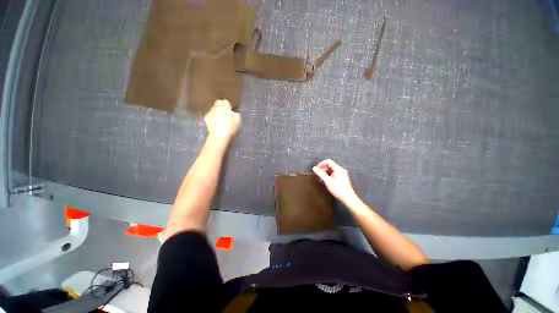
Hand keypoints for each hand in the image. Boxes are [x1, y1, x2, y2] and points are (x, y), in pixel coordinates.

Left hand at [204, 99, 240, 144]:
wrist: (219, 136)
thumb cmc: (230, 129)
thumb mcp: (237, 122)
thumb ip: (235, 115)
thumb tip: (232, 112)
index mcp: (226, 108)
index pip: (226, 101)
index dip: (228, 105)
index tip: (229, 109)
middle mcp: (217, 108)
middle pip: (218, 102)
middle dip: (221, 105)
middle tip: (224, 111)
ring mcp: (210, 112)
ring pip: (213, 107)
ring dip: (216, 110)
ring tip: (219, 117)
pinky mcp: (206, 117)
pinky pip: (210, 113)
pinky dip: (212, 115)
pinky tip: (214, 121)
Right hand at [313, 159, 357, 203]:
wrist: (348, 198)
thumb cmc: (338, 189)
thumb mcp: (327, 181)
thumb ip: (320, 173)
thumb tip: (314, 168)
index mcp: (338, 169)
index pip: (328, 161)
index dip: (321, 164)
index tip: (316, 169)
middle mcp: (341, 170)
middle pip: (330, 165)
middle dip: (323, 169)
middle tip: (317, 174)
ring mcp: (342, 174)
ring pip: (331, 170)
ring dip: (325, 173)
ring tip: (320, 179)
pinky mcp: (342, 179)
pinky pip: (334, 174)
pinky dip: (328, 176)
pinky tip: (325, 181)